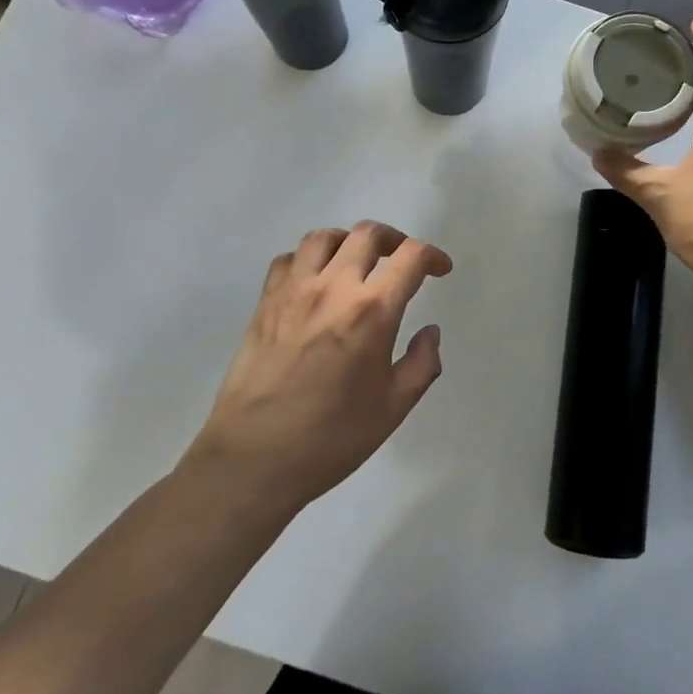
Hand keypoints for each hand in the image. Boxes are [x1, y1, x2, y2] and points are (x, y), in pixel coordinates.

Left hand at [190, 222, 451, 512]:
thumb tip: (429, 332)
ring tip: (357, 262)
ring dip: (348, 241)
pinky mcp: (265, 303)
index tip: (439, 270)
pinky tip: (314, 282)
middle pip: (367, 234)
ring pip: (324, 237)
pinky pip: (288, 260)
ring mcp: (294, 291)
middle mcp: (333, 287)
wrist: (253, 459)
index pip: (410, 257)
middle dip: (394, 240)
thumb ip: (421, 364)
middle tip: (402, 260)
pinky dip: (307, 260)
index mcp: (371, 311)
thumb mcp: (393, 409)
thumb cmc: (330, 438)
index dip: (432, 256)